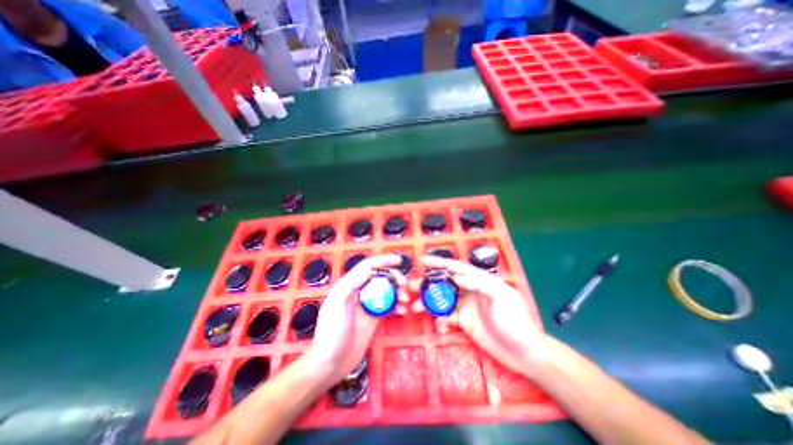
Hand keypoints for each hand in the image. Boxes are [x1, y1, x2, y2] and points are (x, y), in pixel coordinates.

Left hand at [304, 256, 407, 383]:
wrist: (330, 364)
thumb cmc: (332, 332)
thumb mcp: (337, 303)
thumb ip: (351, 283)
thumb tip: (369, 270)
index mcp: (348, 285)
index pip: (368, 266)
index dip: (383, 261)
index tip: (398, 261)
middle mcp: (359, 292)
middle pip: (380, 278)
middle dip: (394, 278)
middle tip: (405, 285)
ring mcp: (367, 306)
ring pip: (386, 291)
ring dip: (398, 292)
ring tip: (405, 299)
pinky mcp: (373, 319)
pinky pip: (388, 307)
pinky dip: (397, 306)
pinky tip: (403, 311)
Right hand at [412, 256, 549, 372]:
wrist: (524, 353)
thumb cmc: (515, 320)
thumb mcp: (501, 296)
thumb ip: (479, 283)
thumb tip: (456, 276)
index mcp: (479, 280)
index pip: (456, 267)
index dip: (439, 263)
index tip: (423, 261)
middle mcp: (469, 291)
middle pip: (445, 283)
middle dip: (428, 283)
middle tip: (411, 286)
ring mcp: (465, 307)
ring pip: (442, 300)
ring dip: (428, 302)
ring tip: (415, 307)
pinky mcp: (464, 322)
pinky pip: (447, 318)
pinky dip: (440, 320)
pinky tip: (438, 326)